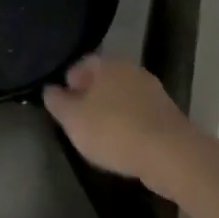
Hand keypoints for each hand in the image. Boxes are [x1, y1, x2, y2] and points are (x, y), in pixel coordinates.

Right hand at [43, 57, 200, 197]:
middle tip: (78, 117)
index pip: (83, 63)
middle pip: (105, 78)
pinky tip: (123, 143)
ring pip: (123, 96)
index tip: (62, 99)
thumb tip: (49, 89)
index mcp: (108, 65)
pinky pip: (139, 114)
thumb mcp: (74, 120)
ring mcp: (153, 92)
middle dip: (90, 94)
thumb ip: (58, 103)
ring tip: (99, 133)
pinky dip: (128, 123)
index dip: (70, 79)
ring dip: (111, 110)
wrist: (169, 154)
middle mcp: (132, 71)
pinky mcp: (167, 115)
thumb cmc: (114, 131)